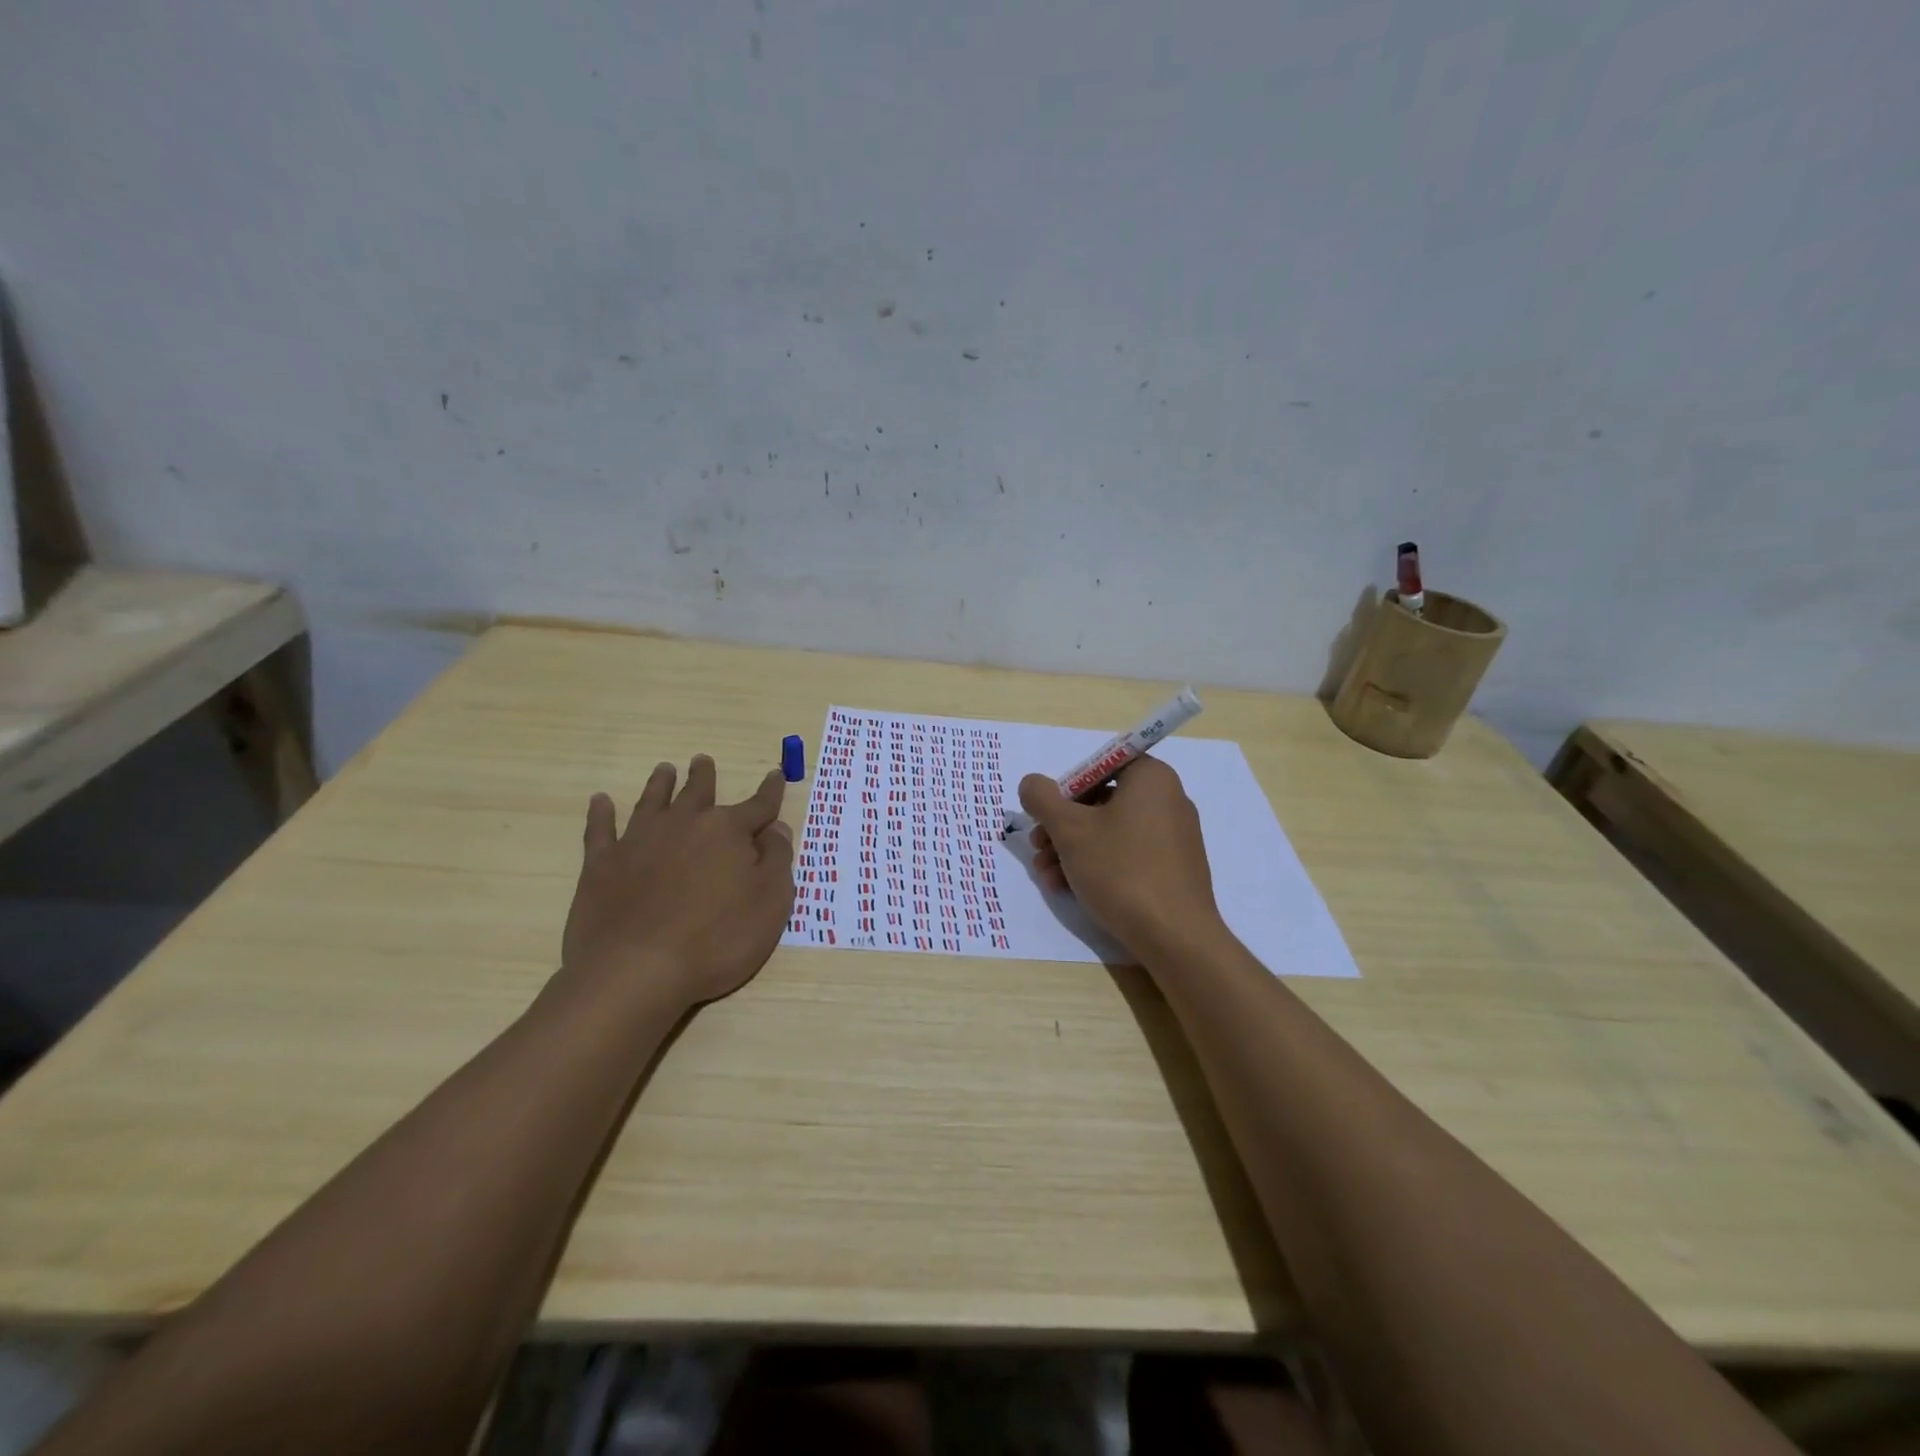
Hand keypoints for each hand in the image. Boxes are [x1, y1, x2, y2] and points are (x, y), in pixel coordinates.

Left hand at [562, 755, 794, 1006]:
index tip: (776, 774)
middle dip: (704, 776)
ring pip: (652, 802)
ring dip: (660, 784)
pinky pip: (600, 830)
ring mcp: (638, 841)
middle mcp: (684, 825)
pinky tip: (600, 802)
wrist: (636, 971)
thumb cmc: (717, 940)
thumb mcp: (770, 904)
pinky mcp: (601, 865)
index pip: (758, 805)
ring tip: (664, 770)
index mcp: (727, 832)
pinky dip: (601, 814)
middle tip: (702, 761)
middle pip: (698, 793)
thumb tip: (776, 828)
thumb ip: (777, 860)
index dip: (770, 791)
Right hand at [1019, 757, 1222, 960]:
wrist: (1175, 937)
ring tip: (1047, 876)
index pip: (1100, 766)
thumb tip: (1031, 783)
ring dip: (1072, 849)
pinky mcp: (1173, 868)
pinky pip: (1128, 854)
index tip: (1046, 815)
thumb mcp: (1070, 830)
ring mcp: (1173, 836)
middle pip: (1101, 800)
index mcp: (1151, 778)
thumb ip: (1043, 799)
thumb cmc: (1121, 870)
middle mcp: (1167, 799)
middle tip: (1038, 847)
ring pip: (1110, 831)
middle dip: (1062, 826)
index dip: (1066, 788)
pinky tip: (1068, 889)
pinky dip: (1097, 865)